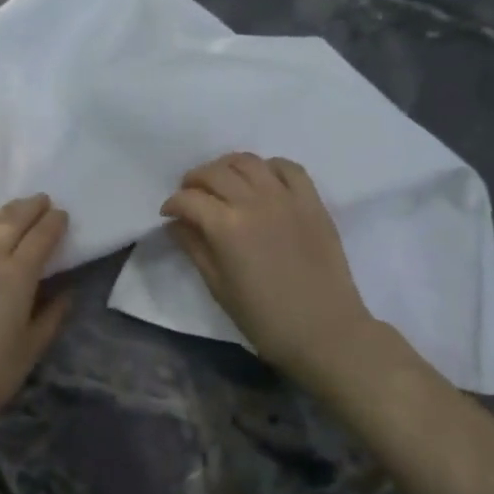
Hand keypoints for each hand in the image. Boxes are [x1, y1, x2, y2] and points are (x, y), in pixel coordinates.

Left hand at [0, 194, 70, 438]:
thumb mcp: (30, 349)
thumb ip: (51, 316)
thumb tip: (66, 292)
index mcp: (16, 276)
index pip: (40, 237)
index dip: (53, 223)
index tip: (62, 214)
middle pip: (11, 221)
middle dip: (30, 207)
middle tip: (42, 200)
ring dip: (4, 213)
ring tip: (16, 209)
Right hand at [162, 153, 390, 383]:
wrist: (325, 331)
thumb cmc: (264, 318)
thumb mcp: (218, 287)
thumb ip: (194, 248)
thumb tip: (175, 224)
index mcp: (226, 227)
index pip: (188, 199)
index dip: (172, 204)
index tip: (168, 214)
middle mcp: (254, 202)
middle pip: (214, 173)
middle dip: (194, 181)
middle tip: (190, 196)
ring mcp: (286, 197)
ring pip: (248, 161)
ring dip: (227, 167)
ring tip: (223, 183)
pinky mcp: (312, 201)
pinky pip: (288, 167)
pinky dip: (269, 167)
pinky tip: (262, 182)